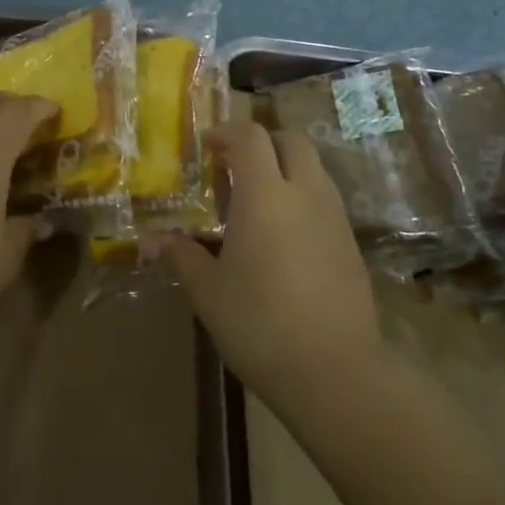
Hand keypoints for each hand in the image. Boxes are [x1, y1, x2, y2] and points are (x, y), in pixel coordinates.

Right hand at [161, 122, 382, 410]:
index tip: (207, 147)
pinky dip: (302, 196)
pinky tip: (284, 235)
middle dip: (263, 142)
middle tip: (235, 165)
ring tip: (258, 201)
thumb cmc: (260, 325)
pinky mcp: (351, 243)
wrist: (336, 372)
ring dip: (285, 168)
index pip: (251, 137)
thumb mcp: (208, 292)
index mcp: (265, 196)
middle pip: (291, 140)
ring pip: (313, 168)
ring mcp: (334, 217)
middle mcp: (305, 194)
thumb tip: (153, 240)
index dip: (227, 132)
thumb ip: (182, 256)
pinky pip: (325, 199)